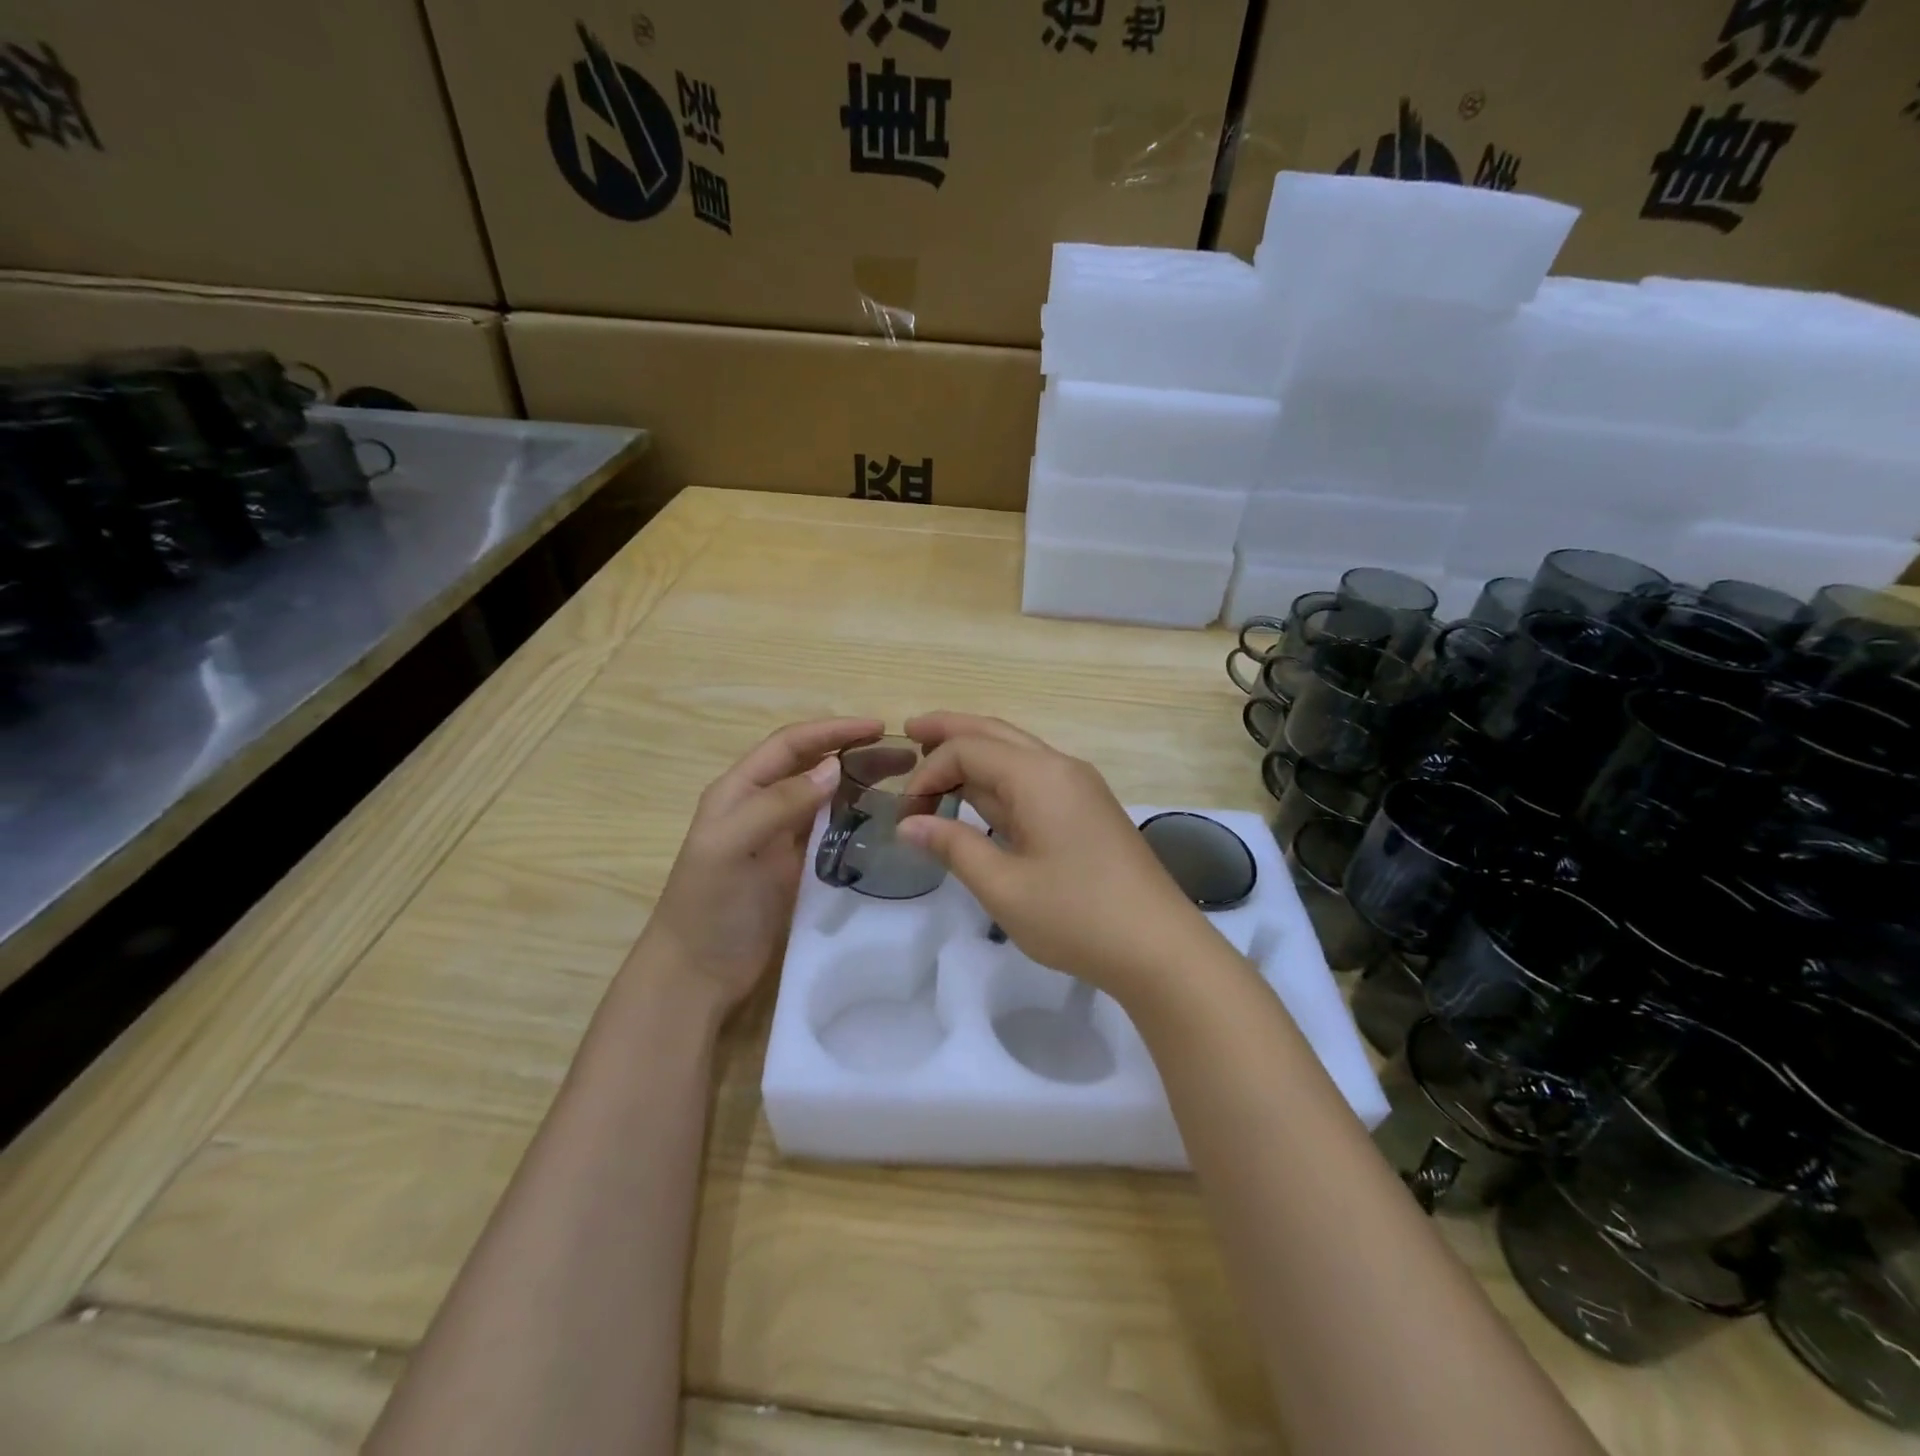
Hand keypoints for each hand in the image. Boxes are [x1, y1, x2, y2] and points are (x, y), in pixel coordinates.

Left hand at [639, 717, 883, 1012]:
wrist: (698, 973)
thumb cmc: (709, 906)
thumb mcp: (732, 846)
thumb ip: (779, 803)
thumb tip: (834, 767)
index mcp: (740, 789)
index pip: (791, 744)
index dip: (833, 730)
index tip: (879, 728)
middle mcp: (762, 804)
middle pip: (813, 765)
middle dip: (855, 753)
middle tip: (905, 757)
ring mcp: (781, 836)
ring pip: (827, 795)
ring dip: (861, 782)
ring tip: (904, 781)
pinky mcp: (798, 866)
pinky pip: (832, 829)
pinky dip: (858, 817)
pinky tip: (884, 819)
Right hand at [896, 713, 1213, 1001]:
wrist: (1159, 947)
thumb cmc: (1076, 917)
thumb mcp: (1003, 886)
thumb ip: (953, 847)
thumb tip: (909, 824)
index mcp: (1039, 776)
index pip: (968, 750)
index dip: (928, 773)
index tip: (905, 814)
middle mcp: (1061, 767)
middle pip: (995, 733)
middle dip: (951, 729)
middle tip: (909, 730)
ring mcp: (1079, 787)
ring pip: (1017, 752)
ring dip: (976, 753)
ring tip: (936, 760)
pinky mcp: (1089, 809)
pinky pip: (1034, 777)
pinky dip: (999, 778)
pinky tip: (982, 797)